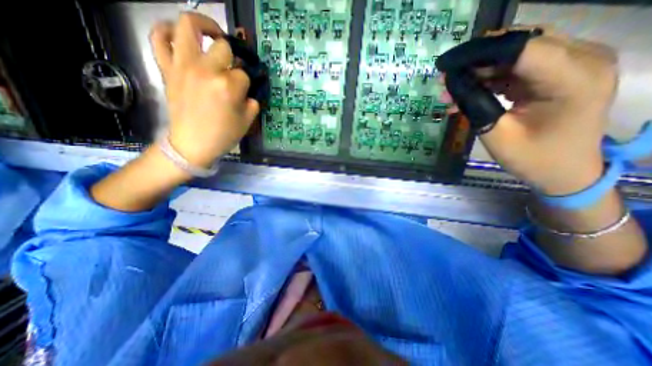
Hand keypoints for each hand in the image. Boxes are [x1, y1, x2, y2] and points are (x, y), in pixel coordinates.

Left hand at [149, 12, 259, 166]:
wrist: (193, 144)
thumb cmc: (223, 135)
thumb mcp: (247, 122)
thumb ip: (252, 102)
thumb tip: (248, 91)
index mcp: (228, 87)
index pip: (244, 74)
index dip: (247, 83)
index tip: (244, 92)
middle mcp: (206, 70)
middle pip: (224, 48)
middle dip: (233, 58)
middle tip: (233, 67)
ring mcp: (183, 66)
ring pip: (189, 26)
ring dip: (204, 26)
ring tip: (212, 36)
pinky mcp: (168, 68)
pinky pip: (159, 38)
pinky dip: (168, 31)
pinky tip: (180, 37)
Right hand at [438, 29, 617, 195]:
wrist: (566, 171)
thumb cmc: (534, 159)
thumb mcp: (497, 135)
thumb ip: (476, 105)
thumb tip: (453, 84)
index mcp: (573, 78)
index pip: (521, 48)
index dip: (478, 53)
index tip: (445, 65)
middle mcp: (584, 58)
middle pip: (521, 44)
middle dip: (477, 60)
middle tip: (446, 78)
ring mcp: (575, 62)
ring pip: (517, 52)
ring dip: (481, 70)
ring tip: (452, 89)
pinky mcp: (562, 71)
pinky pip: (519, 65)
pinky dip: (491, 77)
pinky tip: (470, 92)